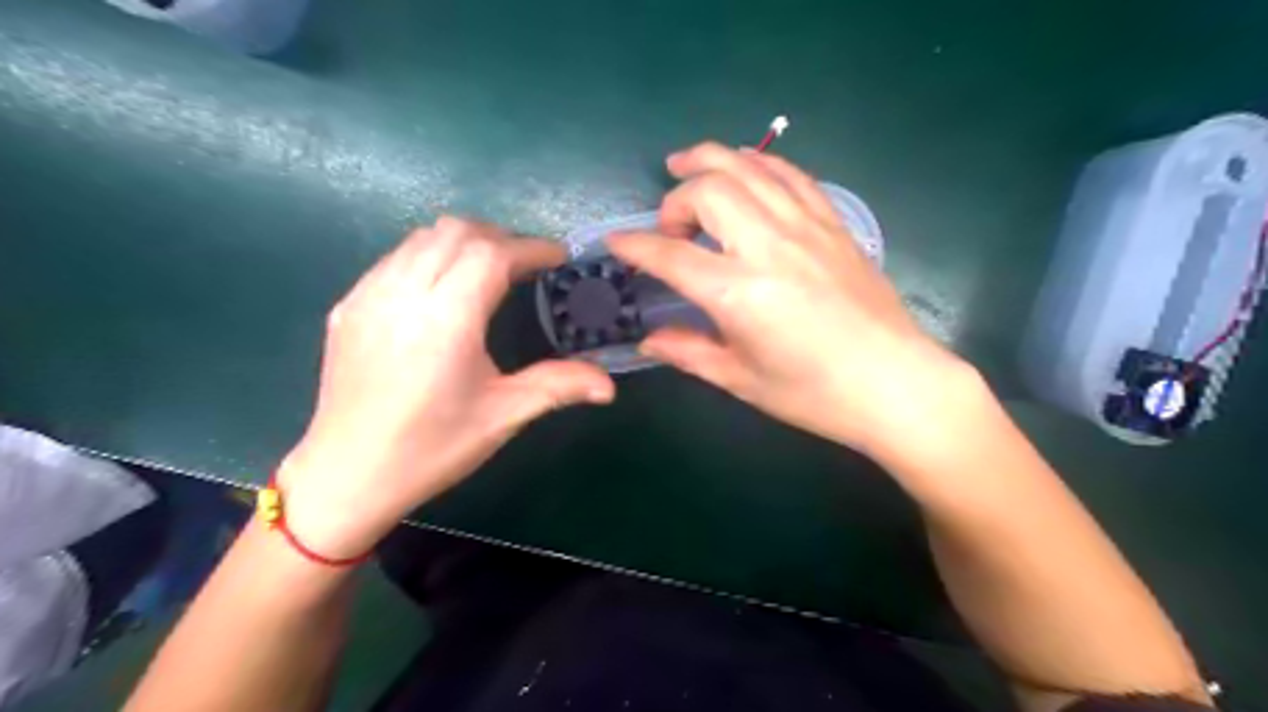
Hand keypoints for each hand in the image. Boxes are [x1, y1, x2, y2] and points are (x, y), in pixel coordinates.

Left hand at [282, 218, 615, 556]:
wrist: (346, 475)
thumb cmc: (431, 447)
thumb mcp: (502, 416)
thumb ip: (558, 387)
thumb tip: (609, 386)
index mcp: (446, 320)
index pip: (492, 254)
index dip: (531, 248)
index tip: (558, 258)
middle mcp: (404, 294)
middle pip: (457, 231)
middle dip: (500, 237)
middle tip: (527, 265)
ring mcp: (368, 295)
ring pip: (422, 237)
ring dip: (464, 241)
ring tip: (490, 271)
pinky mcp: (348, 306)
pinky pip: (396, 258)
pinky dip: (430, 256)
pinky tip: (444, 290)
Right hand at [609, 142, 967, 462]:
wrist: (895, 383)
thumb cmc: (814, 393)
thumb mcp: (742, 380)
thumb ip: (689, 352)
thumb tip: (648, 340)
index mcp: (739, 293)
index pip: (670, 256)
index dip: (635, 247)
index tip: (615, 243)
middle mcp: (768, 246)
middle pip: (709, 190)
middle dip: (675, 200)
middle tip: (669, 228)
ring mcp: (806, 227)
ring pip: (748, 168)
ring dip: (709, 159)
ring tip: (684, 164)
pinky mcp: (833, 223)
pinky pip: (790, 175)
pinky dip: (758, 165)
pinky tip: (746, 171)